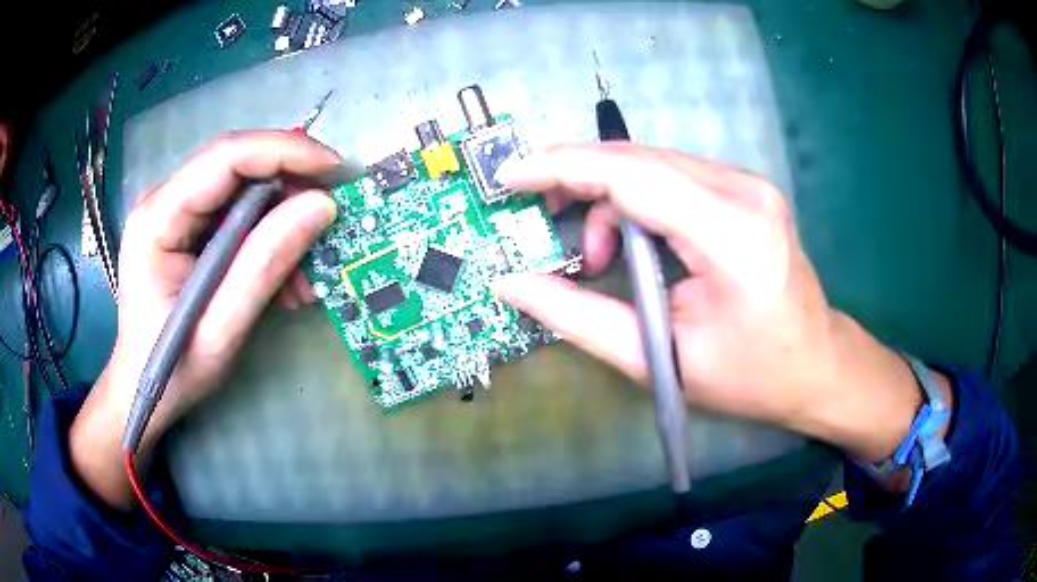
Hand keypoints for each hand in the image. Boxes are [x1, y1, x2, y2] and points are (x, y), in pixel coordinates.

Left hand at [71, 131, 340, 508]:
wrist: (142, 388)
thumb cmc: (171, 369)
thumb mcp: (219, 330)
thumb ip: (263, 266)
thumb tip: (321, 206)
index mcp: (158, 218)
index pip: (225, 157)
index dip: (284, 152)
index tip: (334, 169)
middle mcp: (164, 200)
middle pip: (238, 168)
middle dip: (290, 192)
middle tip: (329, 226)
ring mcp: (176, 212)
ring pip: (244, 192)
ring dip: (284, 224)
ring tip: (305, 276)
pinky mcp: (189, 227)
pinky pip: (240, 216)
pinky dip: (270, 240)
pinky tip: (285, 280)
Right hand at [493, 143, 947, 464]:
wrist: (817, 365)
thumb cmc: (750, 377)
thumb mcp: (659, 359)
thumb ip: (578, 317)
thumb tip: (511, 283)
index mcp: (733, 237)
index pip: (632, 177)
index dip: (561, 168)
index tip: (508, 176)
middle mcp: (744, 192)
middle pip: (638, 160)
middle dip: (576, 182)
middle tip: (546, 227)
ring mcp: (748, 184)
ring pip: (650, 164)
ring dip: (607, 199)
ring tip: (599, 260)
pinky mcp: (745, 189)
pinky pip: (670, 176)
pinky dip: (634, 201)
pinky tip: (632, 246)